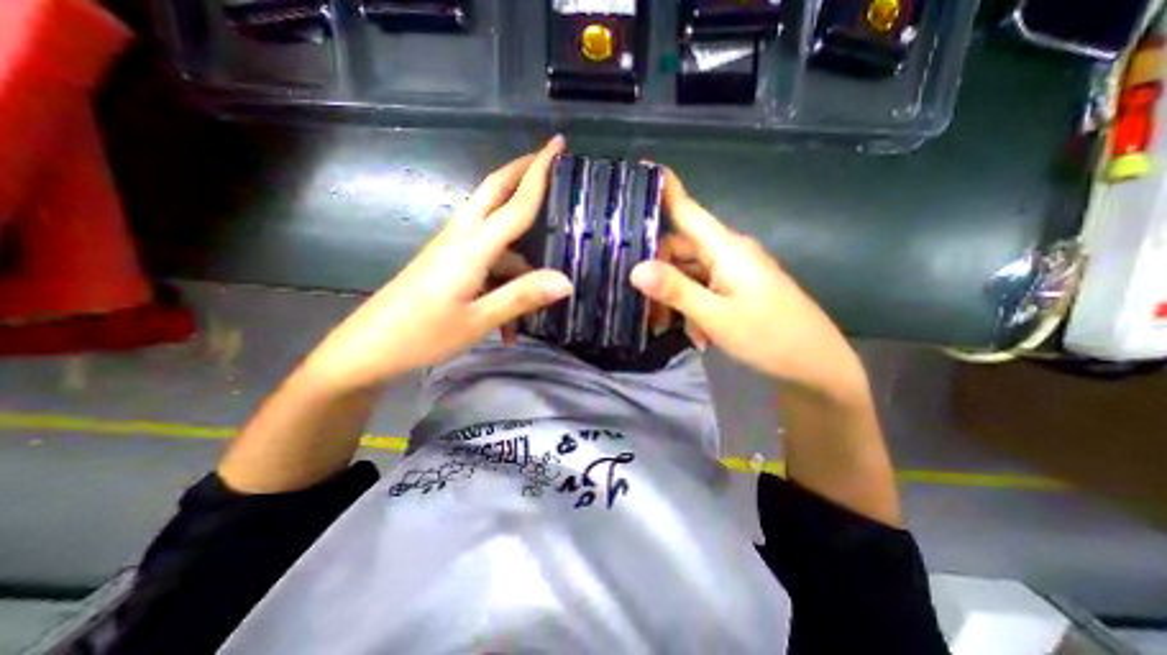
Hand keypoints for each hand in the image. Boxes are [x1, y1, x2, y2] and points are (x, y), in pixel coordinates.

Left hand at [302, 136, 572, 391]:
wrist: (369, 349)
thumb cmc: (423, 335)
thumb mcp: (479, 319)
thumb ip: (523, 296)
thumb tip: (566, 281)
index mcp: (472, 247)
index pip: (515, 202)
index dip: (539, 173)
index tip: (558, 143)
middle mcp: (461, 237)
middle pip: (494, 191)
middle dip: (521, 173)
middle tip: (549, 162)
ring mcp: (451, 249)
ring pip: (496, 238)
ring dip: (520, 263)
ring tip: (534, 305)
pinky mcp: (446, 264)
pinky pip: (486, 262)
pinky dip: (503, 284)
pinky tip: (508, 325)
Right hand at [630, 169, 864, 401]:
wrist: (815, 365)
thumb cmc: (769, 336)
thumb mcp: (716, 316)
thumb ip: (676, 290)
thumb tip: (636, 268)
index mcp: (726, 248)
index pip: (688, 210)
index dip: (665, 190)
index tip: (640, 171)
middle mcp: (728, 253)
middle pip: (680, 249)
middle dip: (659, 275)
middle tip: (643, 306)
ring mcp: (734, 271)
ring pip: (689, 273)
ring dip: (676, 299)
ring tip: (670, 328)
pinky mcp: (737, 288)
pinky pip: (704, 289)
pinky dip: (693, 308)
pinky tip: (698, 335)